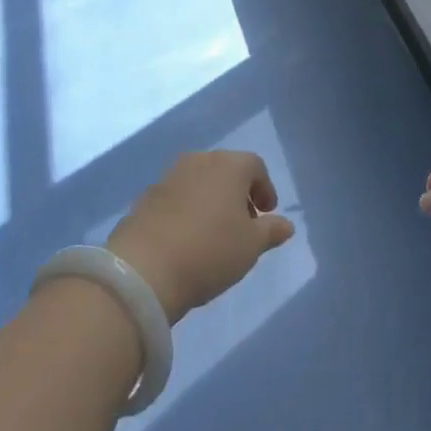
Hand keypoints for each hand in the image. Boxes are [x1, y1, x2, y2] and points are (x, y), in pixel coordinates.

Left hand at [107, 151, 294, 322]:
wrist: (144, 269)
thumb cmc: (210, 251)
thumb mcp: (250, 246)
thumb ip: (270, 231)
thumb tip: (286, 224)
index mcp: (229, 165)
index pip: (255, 166)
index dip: (265, 189)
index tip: (266, 214)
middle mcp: (199, 161)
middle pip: (226, 170)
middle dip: (238, 193)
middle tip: (243, 223)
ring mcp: (168, 177)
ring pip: (199, 181)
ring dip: (211, 200)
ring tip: (214, 233)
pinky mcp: (145, 197)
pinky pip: (176, 197)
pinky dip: (187, 210)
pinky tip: (186, 239)